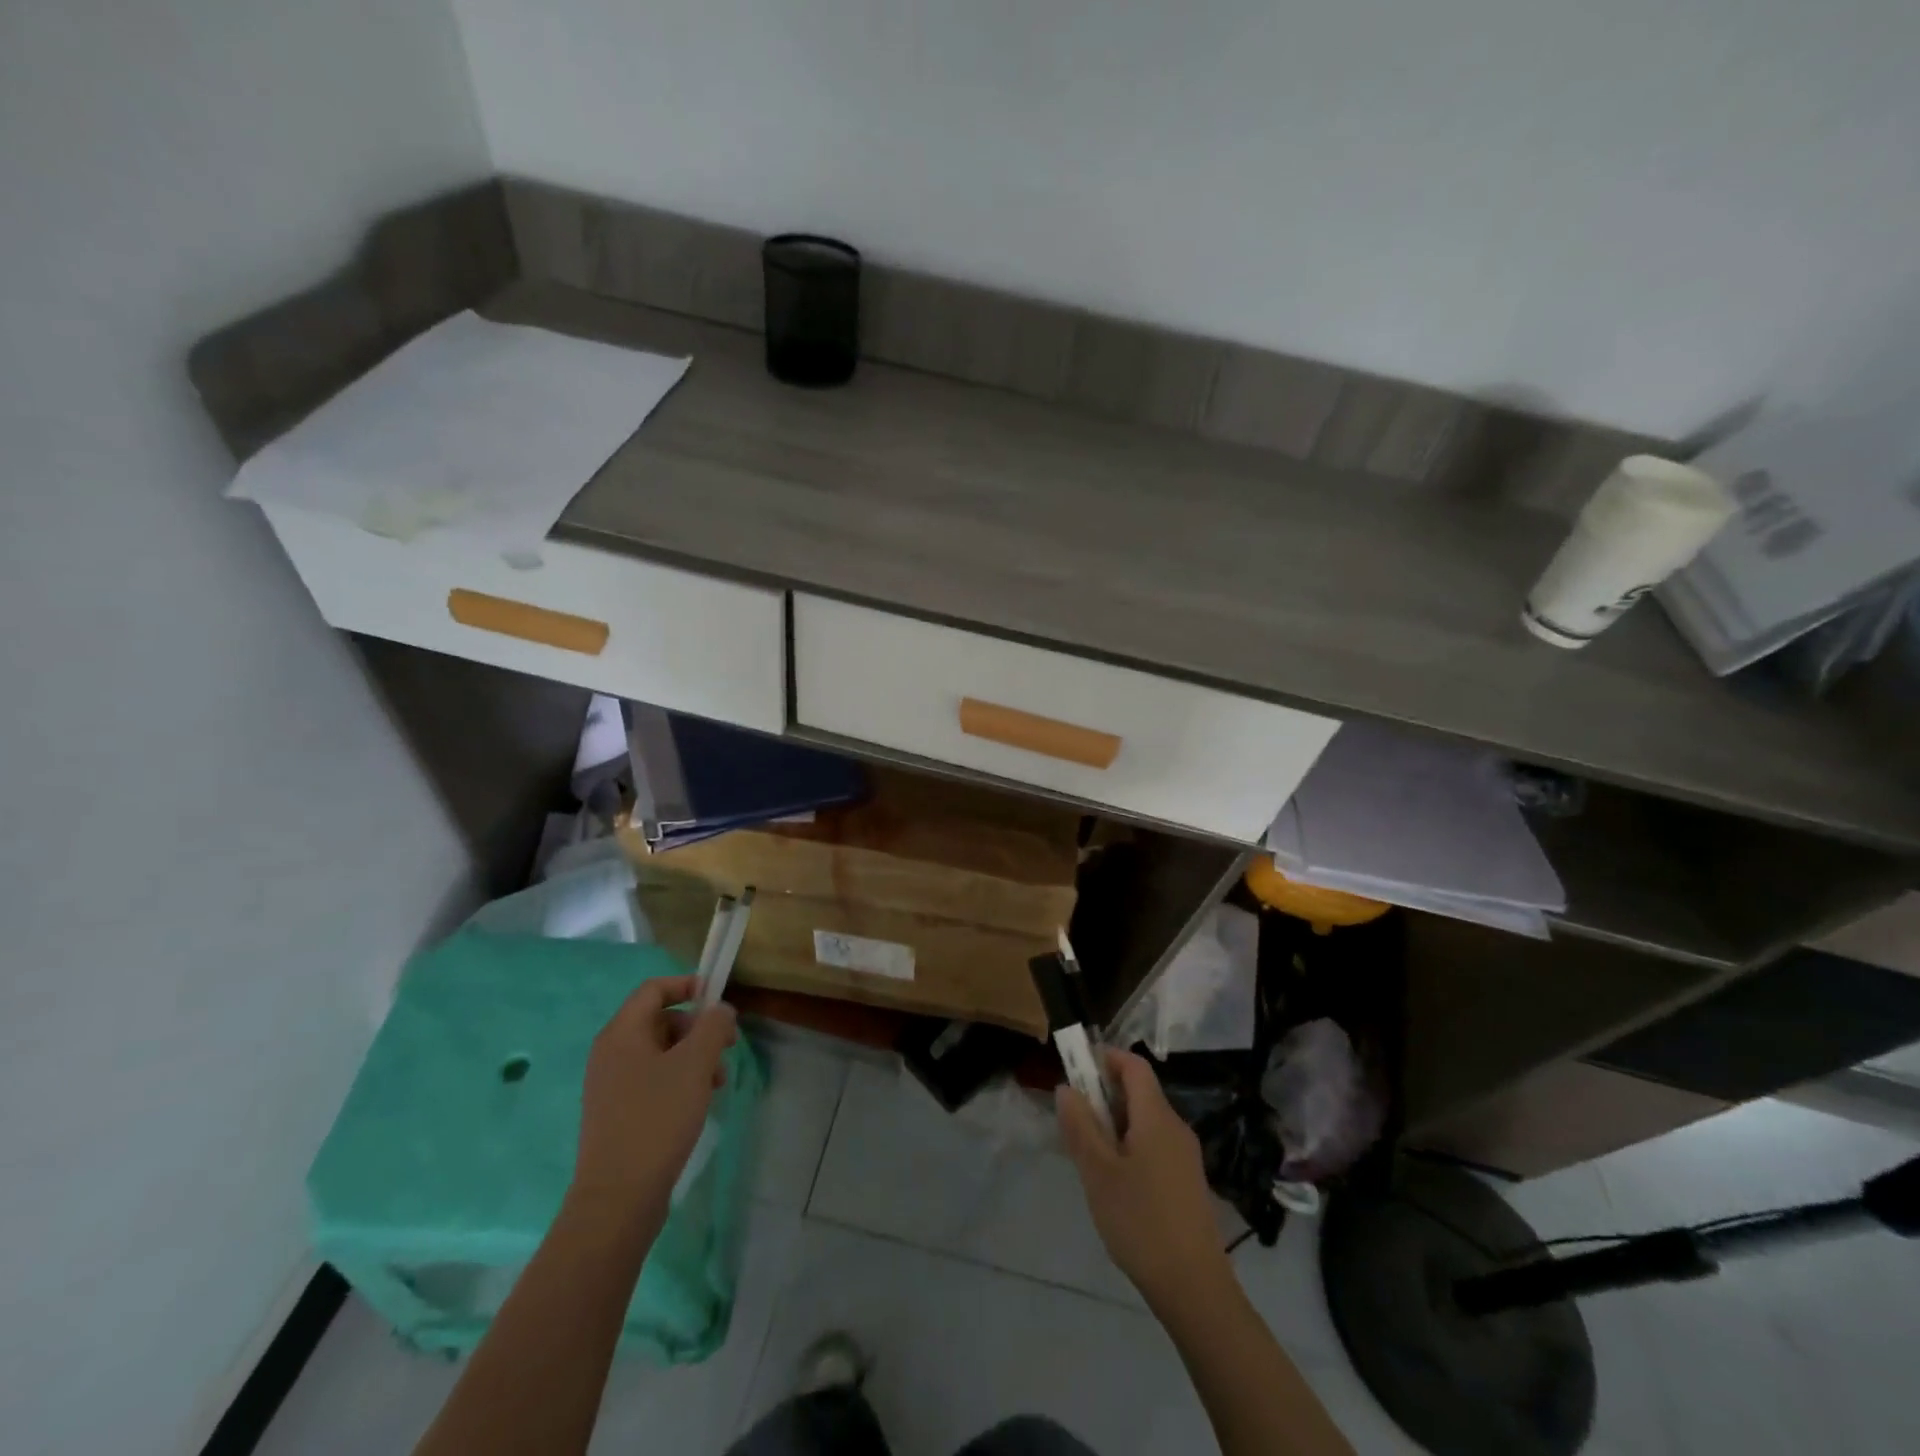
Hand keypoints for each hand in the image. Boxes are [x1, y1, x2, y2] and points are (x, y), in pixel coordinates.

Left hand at [570, 975, 737, 1224]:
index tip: (719, 1000)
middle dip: (697, 1028)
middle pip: (660, 1020)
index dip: (687, 986)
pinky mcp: (617, 1113)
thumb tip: (720, 1010)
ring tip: (718, 1081)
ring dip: (693, 1056)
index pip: (654, 989)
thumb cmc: (657, 1118)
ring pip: (660, 1052)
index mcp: (621, 1033)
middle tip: (727, 1047)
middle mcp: (610, 1053)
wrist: (618, 1198)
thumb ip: (713, 1026)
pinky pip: (652, 1079)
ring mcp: (611, 1085)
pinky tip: (699, 1101)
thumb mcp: (695, 1064)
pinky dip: (679, 1079)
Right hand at [1057, 1047, 1231, 1309]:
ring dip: (1115, 1122)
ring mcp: (1185, 1155)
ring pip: (1145, 1120)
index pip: (1134, 1065)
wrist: (1194, 1288)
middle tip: (1074, 1119)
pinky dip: (1130, 1144)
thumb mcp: (1098, 1173)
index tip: (1076, 1068)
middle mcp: (1176, 1127)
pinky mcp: (1187, 1180)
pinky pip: (1154, 1144)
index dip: (1105, 1057)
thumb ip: (1080, 1126)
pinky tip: (1115, 1180)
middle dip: (1104, 1094)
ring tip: (1089, 1154)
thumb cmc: (1141, 1222)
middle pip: (1139, 1092)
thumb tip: (1067, 1088)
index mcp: (1157, 1117)